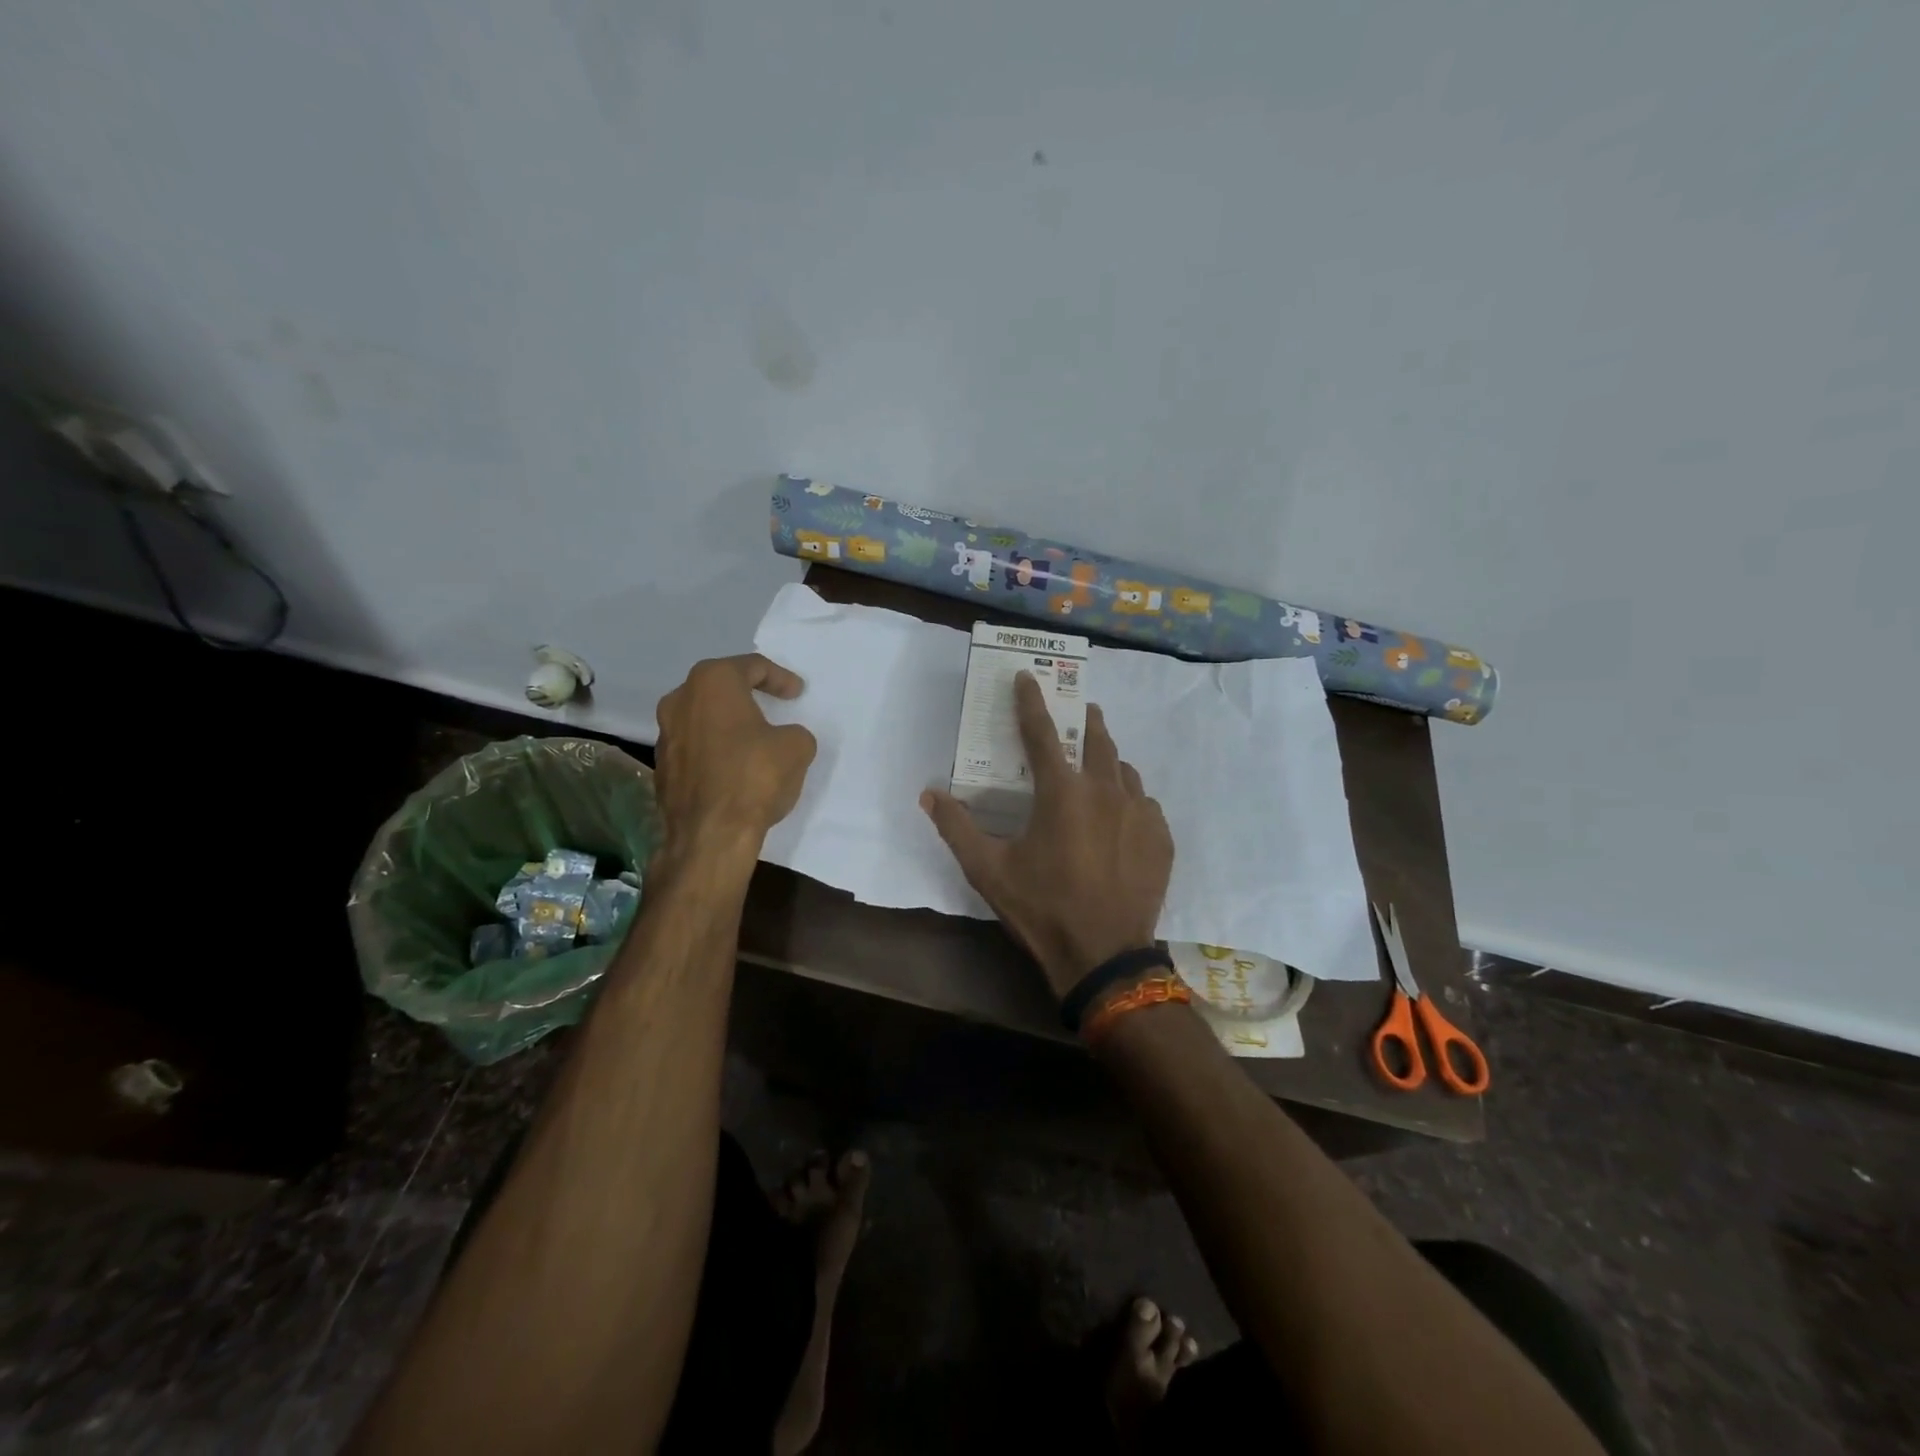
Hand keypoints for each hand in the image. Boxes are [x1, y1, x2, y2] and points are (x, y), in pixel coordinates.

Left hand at [653, 654, 816, 855]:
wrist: (710, 835)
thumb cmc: (754, 777)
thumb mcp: (796, 747)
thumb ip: (793, 733)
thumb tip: (783, 740)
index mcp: (712, 682)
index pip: (751, 667)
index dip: (779, 678)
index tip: (797, 693)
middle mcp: (680, 700)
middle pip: (720, 687)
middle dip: (747, 695)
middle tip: (773, 705)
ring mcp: (665, 735)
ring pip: (704, 717)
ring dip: (729, 724)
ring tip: (755, 738)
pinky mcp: (662, 767)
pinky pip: (696, 747)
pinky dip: (716, 750)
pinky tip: (735, 767)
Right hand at [921, 673, 1173, 998]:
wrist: (1104, 957)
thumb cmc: (1041, 908)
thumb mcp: (988, 870)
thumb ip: (956, 827)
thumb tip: (929, 793)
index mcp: (1061, 791)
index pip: (1041, 732)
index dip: (1030, 700)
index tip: (1027, 675)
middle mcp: (1106, 790)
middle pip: (1098, 739)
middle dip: (1087, 720)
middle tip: (1081, 712)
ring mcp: (1140, 813)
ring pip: (1125, 771)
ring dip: (1110, 762)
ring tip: (1099, 769)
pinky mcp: (1161, 837)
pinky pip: (1146, 803)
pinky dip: (1130, 800)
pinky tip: (1122, 818)